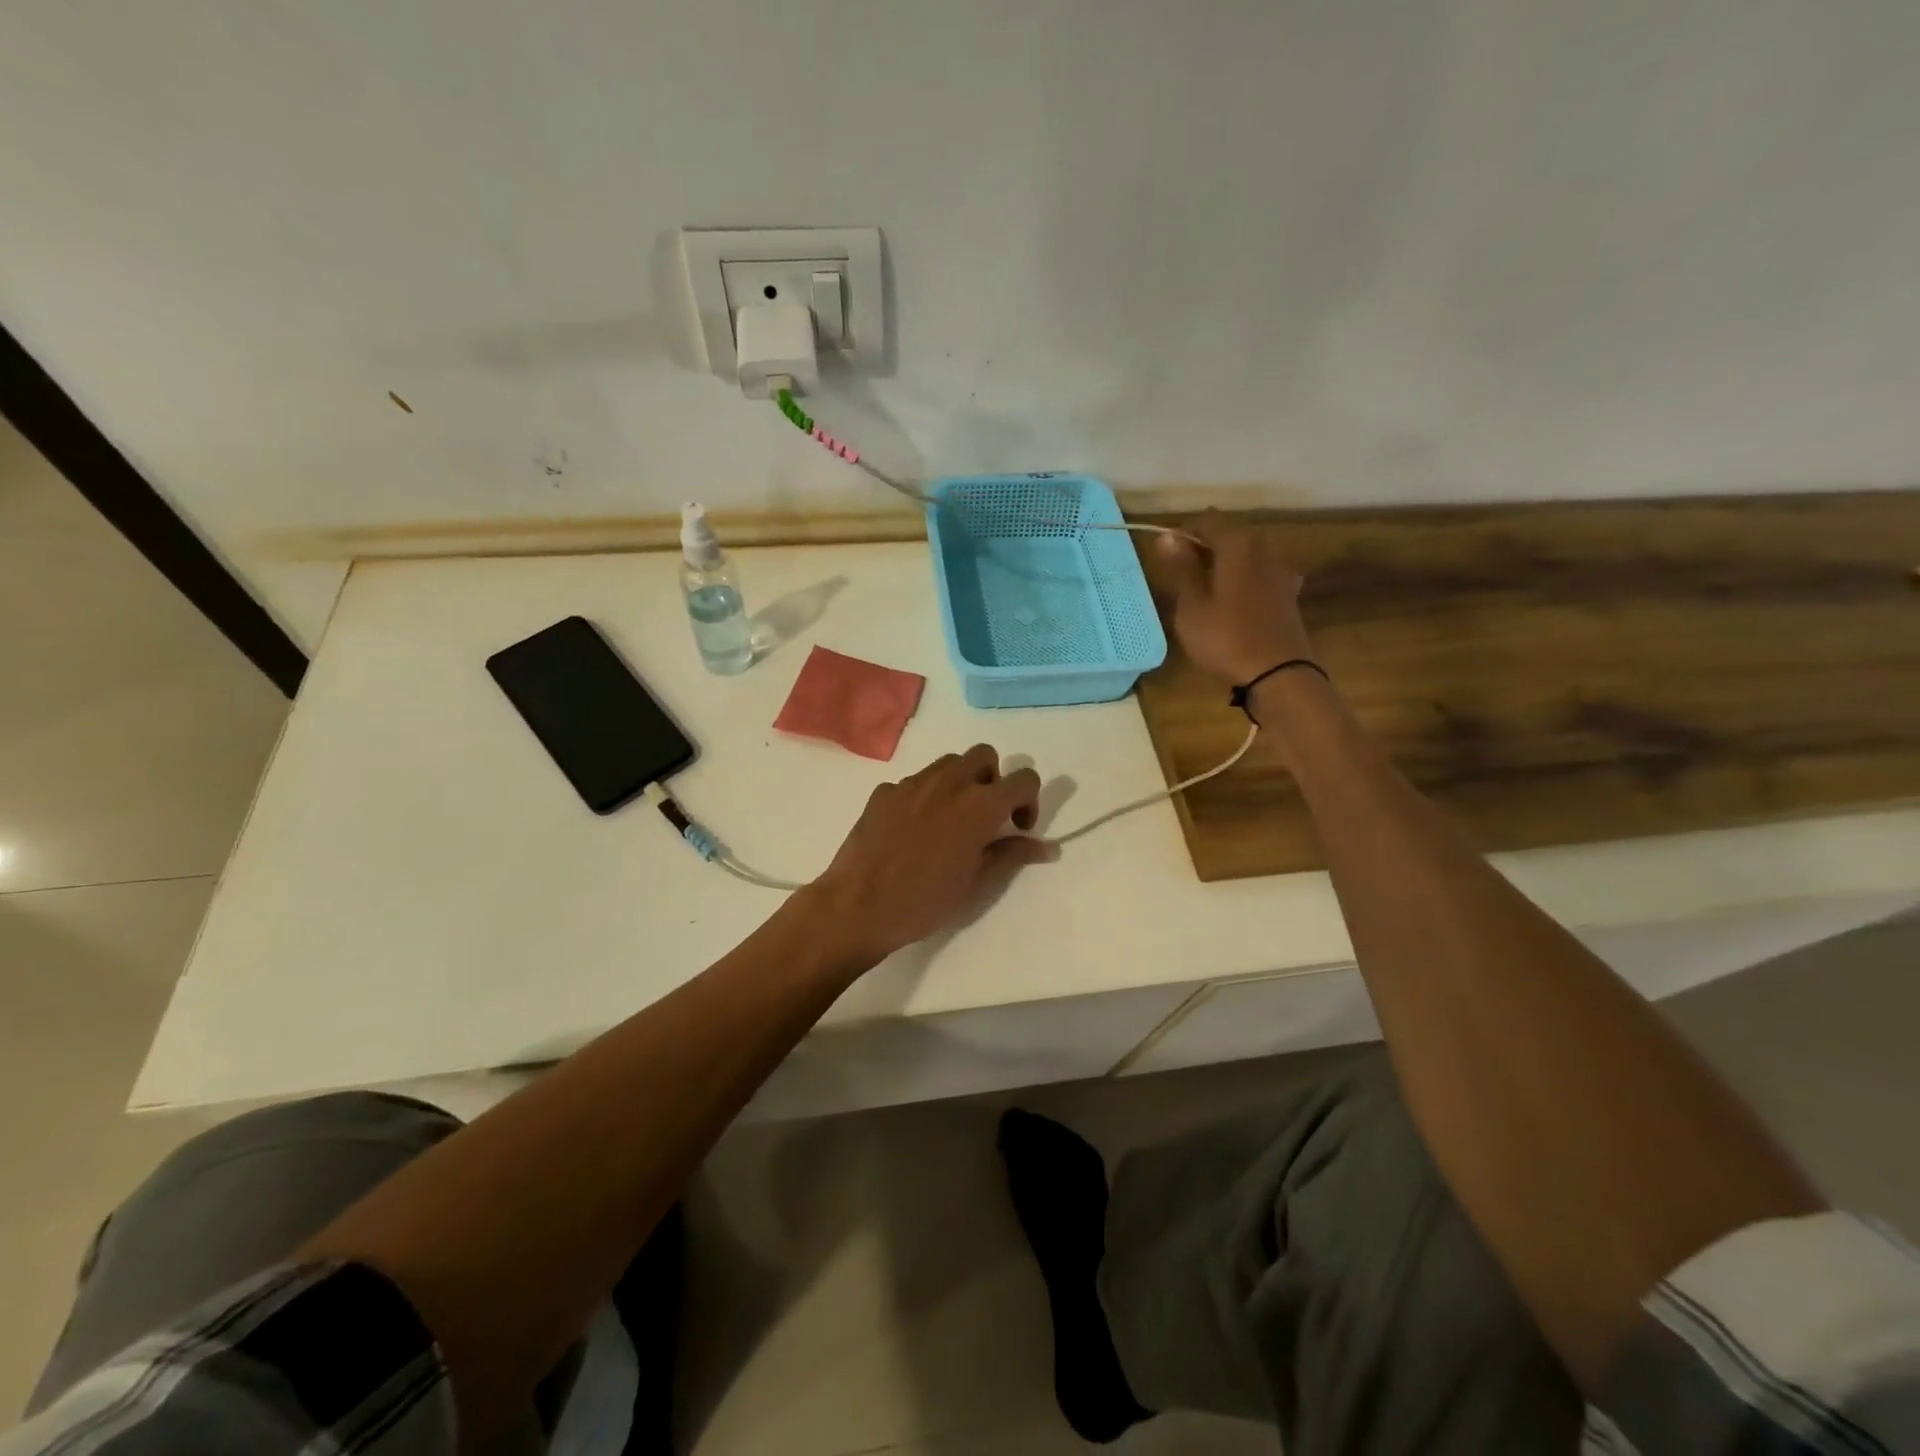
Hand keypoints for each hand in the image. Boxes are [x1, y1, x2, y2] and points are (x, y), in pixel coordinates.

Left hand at [804, 745, 1052, 961]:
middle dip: (993, 779)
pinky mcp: (885, 791)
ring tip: (951, 821)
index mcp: (979, 805)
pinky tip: (914, 831)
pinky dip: (926, 796)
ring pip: (949, 763)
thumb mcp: (977, 884)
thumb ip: (1012, 855)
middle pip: (985, 756)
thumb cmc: (924, 901)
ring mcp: (913, 783)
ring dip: (961, 782)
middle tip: (986, 817)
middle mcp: (949, 782)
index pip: (1024, 779)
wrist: (857, 906)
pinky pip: (916, 782)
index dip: (1029, 801)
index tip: (1018, 828)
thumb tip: (1046, 847)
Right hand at [1154, 513, 1315, 683]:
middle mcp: (1264, 547)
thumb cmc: (1226, 638)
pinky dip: (1244, 581)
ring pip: (1245, 555)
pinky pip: (1260, 574)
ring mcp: (1281, 570)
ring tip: (1206, 596)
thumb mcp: (1192, 606)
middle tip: (1183, 582)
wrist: (1279, 673)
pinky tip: (1236, 604)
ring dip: (1224, 566)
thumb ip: (1181, 568)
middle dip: (1204, 550)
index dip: (1183, 535)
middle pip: (1229, 534)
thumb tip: (1166, 536)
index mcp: (1238, 544)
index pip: (1206, 520)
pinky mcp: (1289, 592)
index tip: (1169, 562)